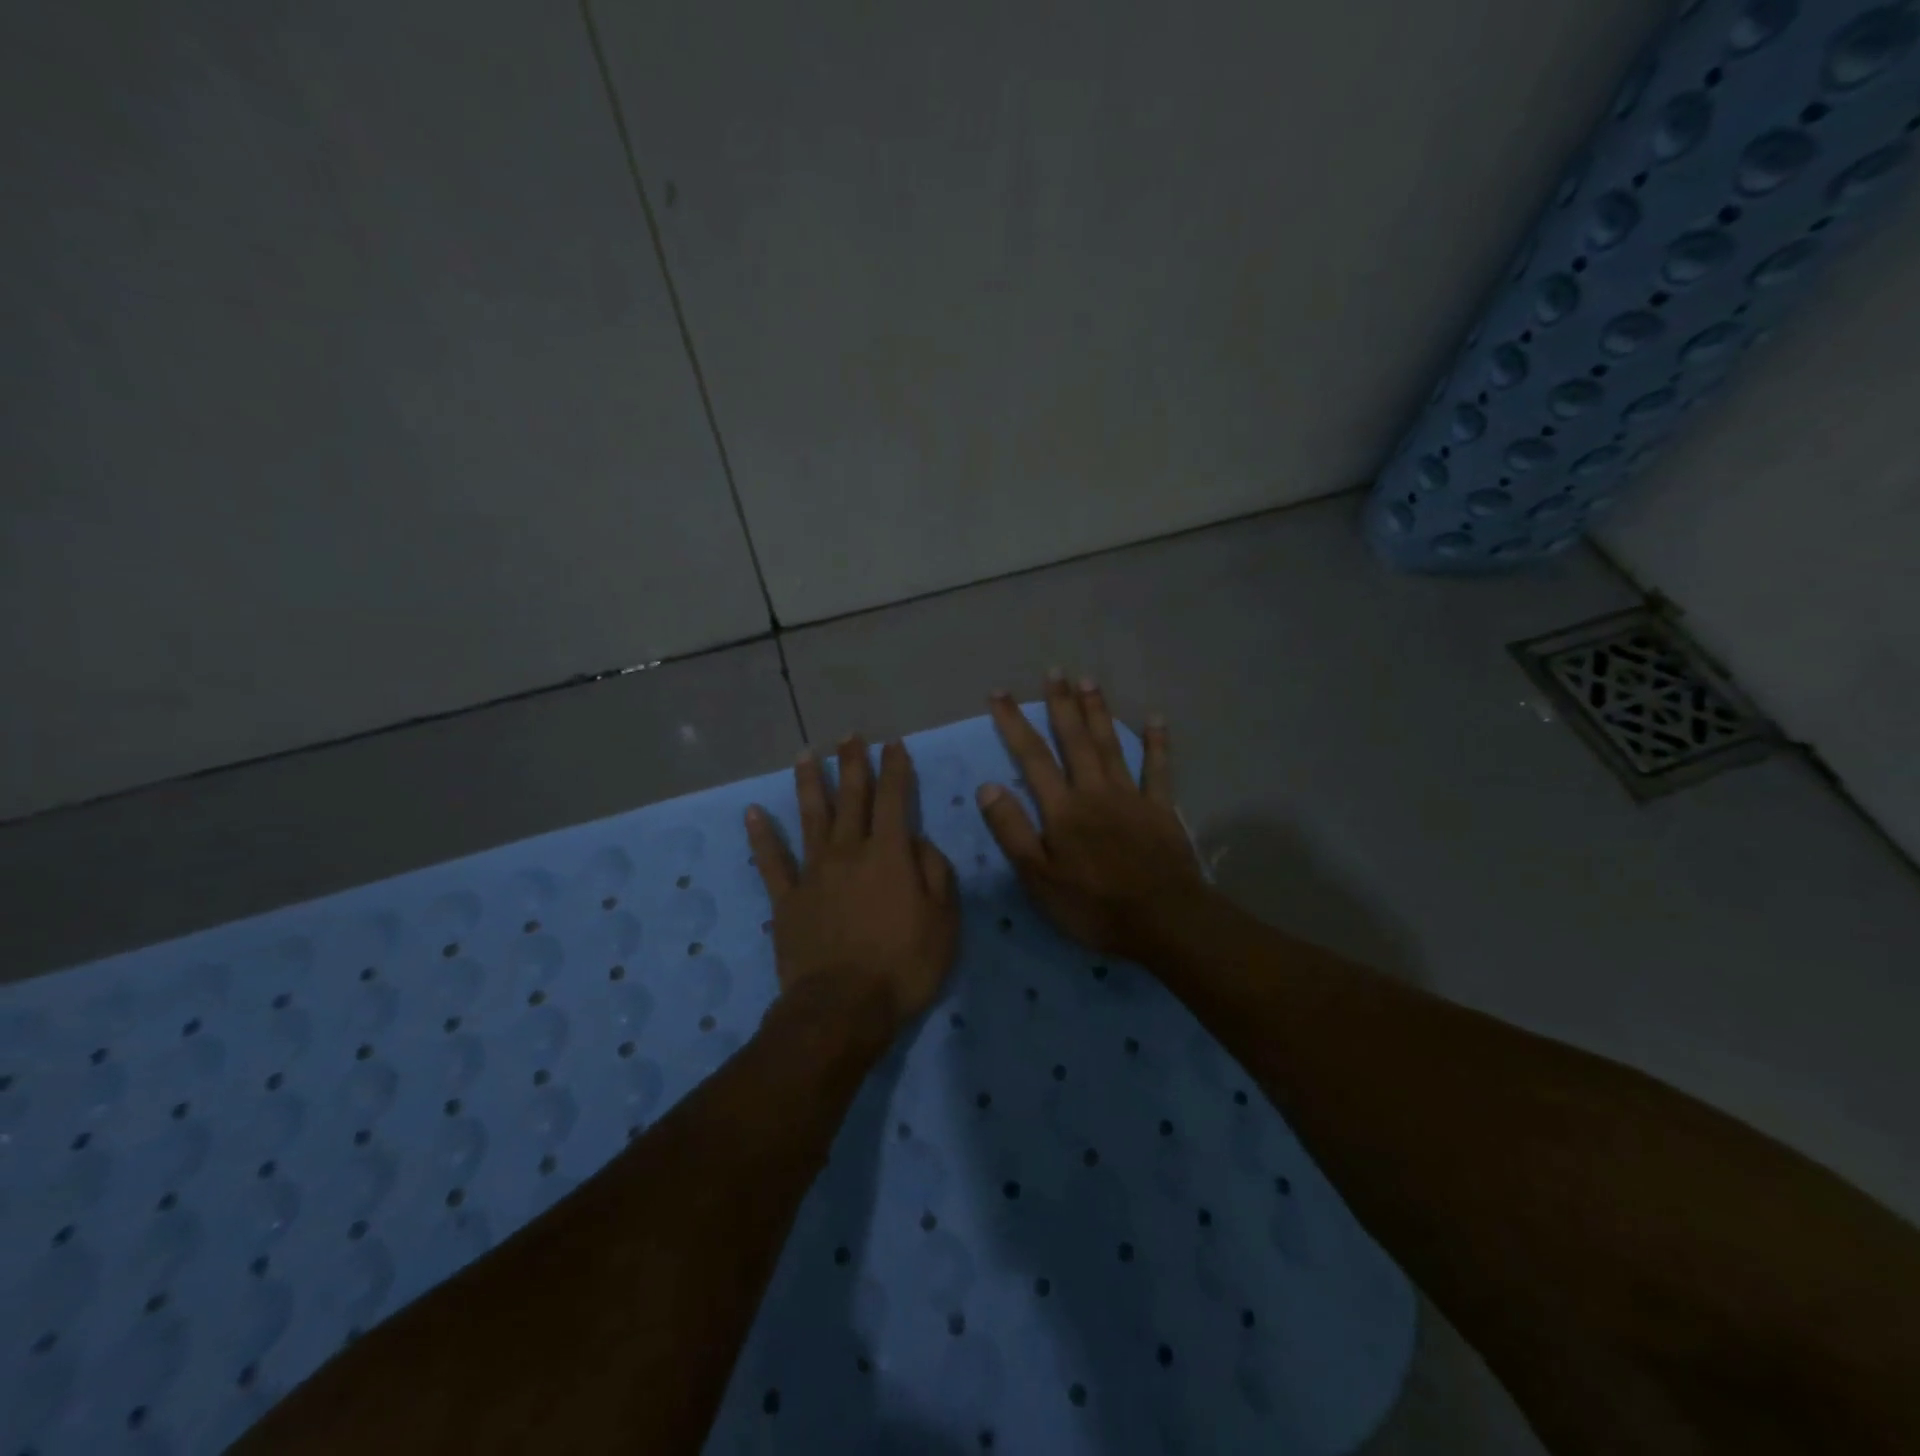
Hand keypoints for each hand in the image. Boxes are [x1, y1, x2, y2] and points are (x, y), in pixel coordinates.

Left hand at [746, 738, 959, 1034]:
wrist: (842, 1008)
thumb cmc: (903, 966)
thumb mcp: (943, 922)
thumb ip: (937, 874)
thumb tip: (921, 842)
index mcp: (888, 855)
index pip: (893, 799)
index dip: (895, 769)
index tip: (893, 745)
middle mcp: (848, 852)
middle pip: (851, 798)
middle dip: (853, 764)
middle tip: (850, 736)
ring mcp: (813, 873)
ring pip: (810, 817)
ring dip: (809, 784)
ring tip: (806, 754)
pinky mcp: (787, 899)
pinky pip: (771, 861)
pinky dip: (761, 836)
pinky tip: (752, 812)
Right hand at [977, 677, 1206, 960]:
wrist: (1162, 920)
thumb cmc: (1092, 905)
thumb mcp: (1038, 877)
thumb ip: (1012, 830)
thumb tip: (987, 787)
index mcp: (1062, 808)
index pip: (1032, 757)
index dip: (1014, 723)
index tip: (1000, 694)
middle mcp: (1095, 791)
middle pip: (1075, 740)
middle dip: (1061, 704)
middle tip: (1054, 671)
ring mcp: (1131, 797)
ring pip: (1111, 745)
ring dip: (1099, 712)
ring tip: (1089, 680)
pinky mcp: (1161, 809)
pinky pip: (1158, 769)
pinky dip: (1157, 743)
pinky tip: (1155, 718)